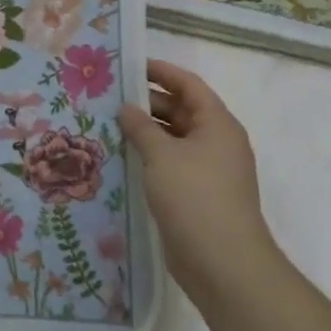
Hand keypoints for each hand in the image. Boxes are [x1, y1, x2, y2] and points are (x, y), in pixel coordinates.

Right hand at [120, 59, 281, 305]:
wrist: (223, 264)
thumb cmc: (195, 197)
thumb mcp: (162, 155)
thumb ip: (141, 127)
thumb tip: (127, 108)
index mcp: (217, 123)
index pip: (188, 84)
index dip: (160, 71)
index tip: (128, 66)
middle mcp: (217, 142)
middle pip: (181, 110)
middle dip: (146, 103)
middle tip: (108, 98)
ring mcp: (209, 171)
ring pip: (174, 140)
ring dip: (145, 132)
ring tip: (107, 126)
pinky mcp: (198, 195)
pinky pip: (171, 165)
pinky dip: (149, 158)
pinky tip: (121, 159)